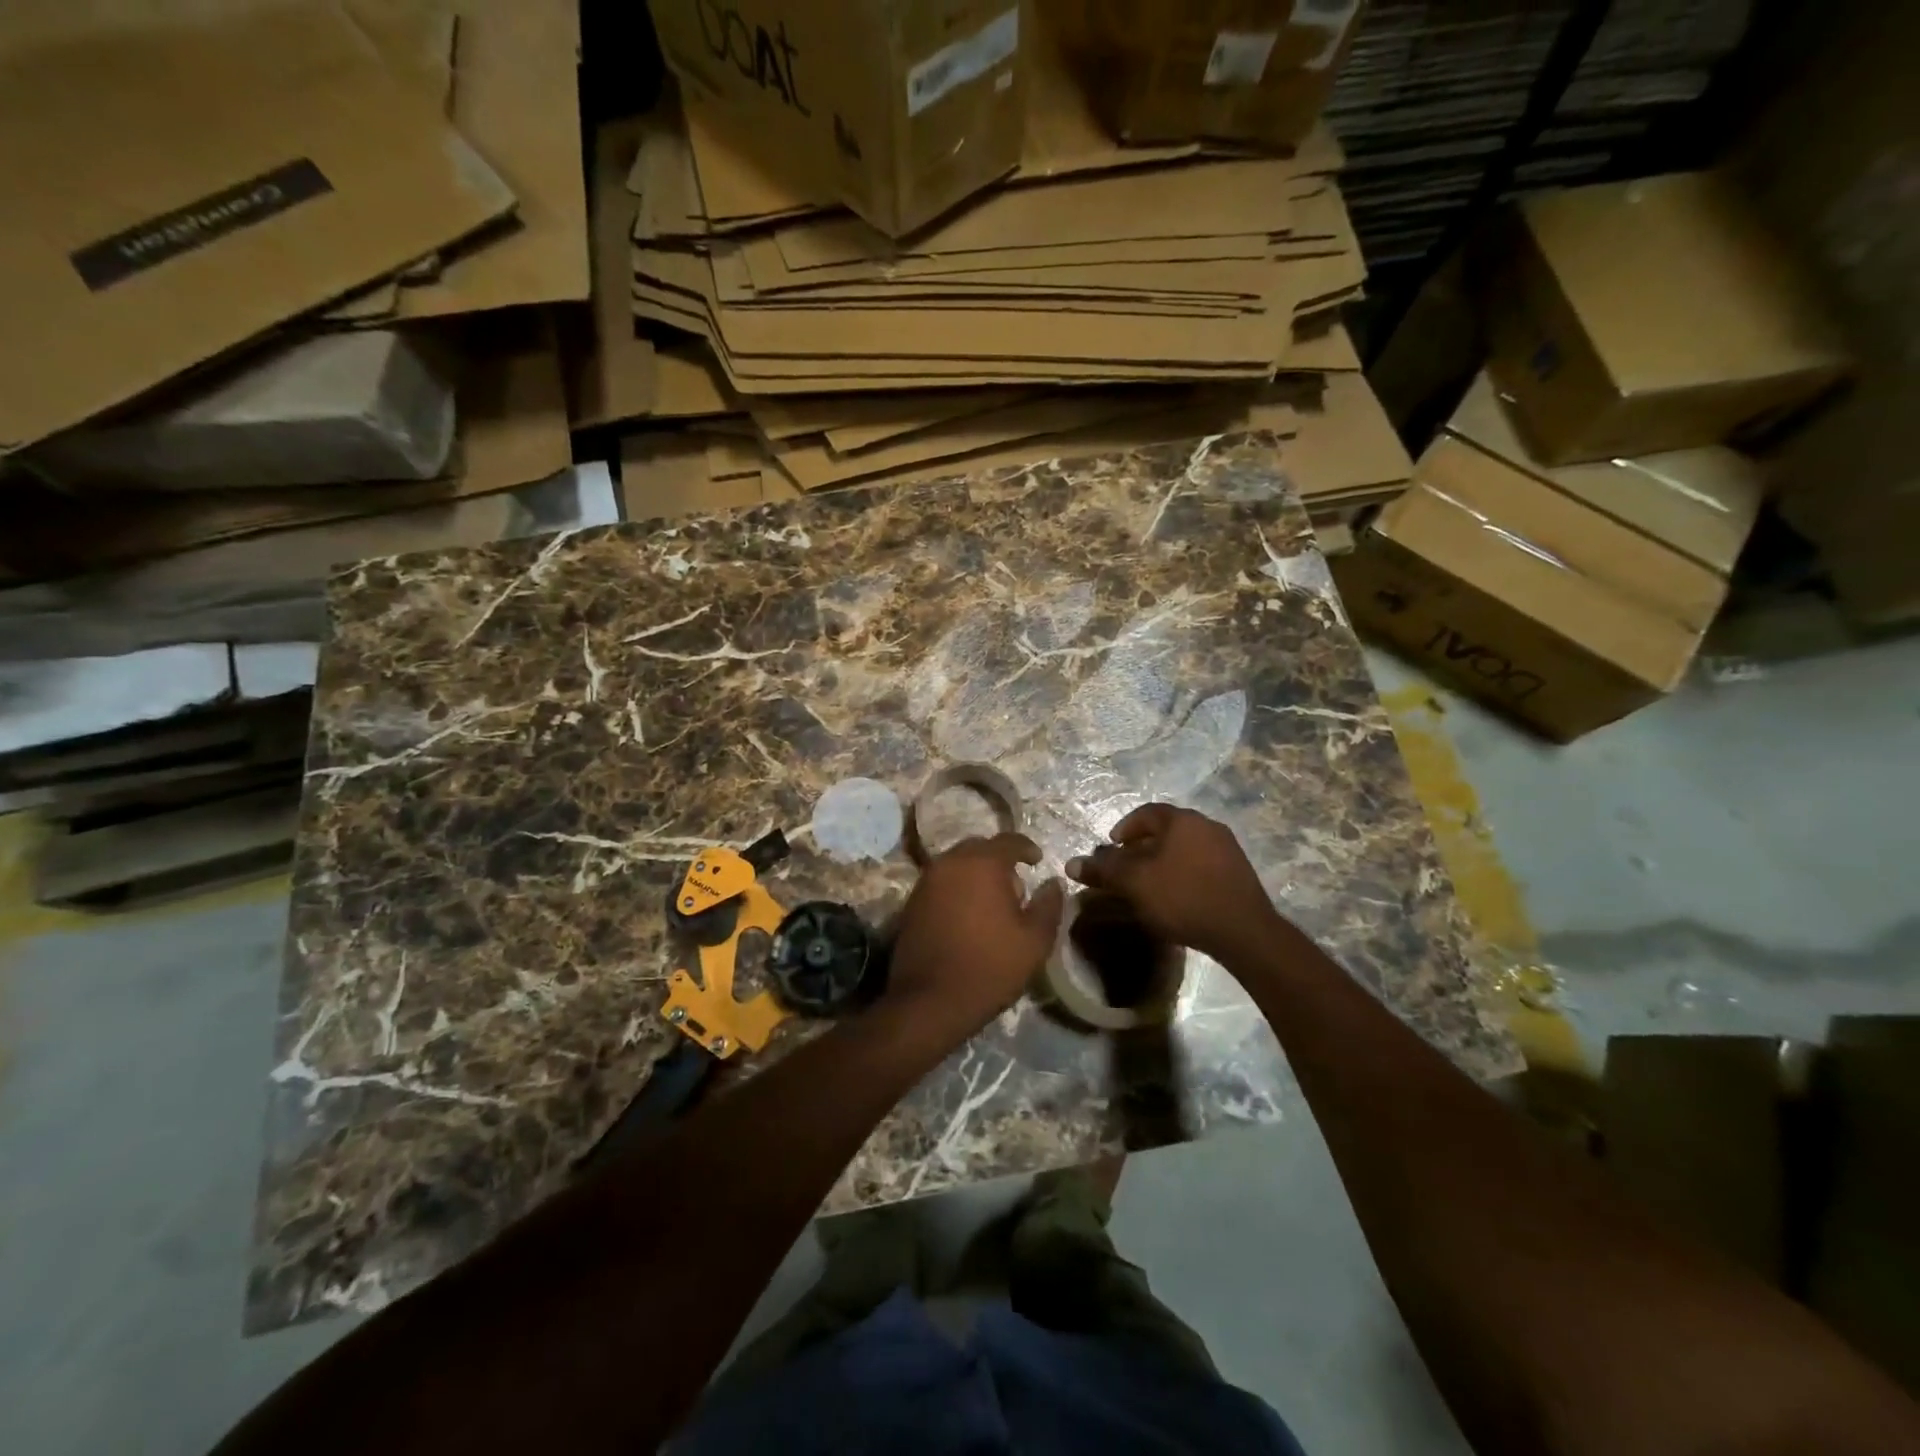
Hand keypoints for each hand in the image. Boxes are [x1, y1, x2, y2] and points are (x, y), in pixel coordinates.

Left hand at [883, 834, 1065, 1044]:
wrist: (930, 1000)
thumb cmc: (990, 966)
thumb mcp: (1034, 941)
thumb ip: (1049, 905)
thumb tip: (1053, 883)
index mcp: (982, 863)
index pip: (1009, 840)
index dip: (1027, 848)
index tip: (1038, 861)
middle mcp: (950, 862)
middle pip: (979, 848)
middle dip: (999, 860)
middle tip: (1015, 886)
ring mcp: (926, 881)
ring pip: (957, 864)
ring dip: (976, 874)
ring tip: (992, 902)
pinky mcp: (912, 901)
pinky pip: (941, 882)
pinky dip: (957, 888)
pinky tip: (968, 915)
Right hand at [1066, 804, 1283, 963]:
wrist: (1244, 931)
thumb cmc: (1182, 897)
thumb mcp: (1134, 884)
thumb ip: (1103, 870)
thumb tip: (1071, 864)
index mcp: (1182, 820)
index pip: (1147, 813)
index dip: (1125, 828)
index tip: (1111, 847)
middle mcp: (1207, 826)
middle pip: (1166, 830)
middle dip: (1142, 847)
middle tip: (1126, 868)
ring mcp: (1228, 849)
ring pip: (1185, 848)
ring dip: (1163, 861)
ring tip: (1149, 885)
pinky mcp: (1239, 874)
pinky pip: (1202, 865)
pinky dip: (1183, 874)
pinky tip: (1177, 897)